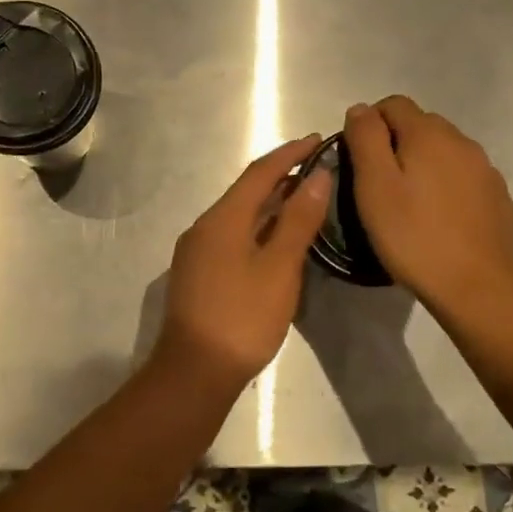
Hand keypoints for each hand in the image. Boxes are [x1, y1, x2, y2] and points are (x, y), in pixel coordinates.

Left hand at [149, 135, 333, 394]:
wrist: (194, 372)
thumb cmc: (242, 318)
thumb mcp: (279, 268)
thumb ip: (298, 220)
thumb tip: (318, 175)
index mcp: (222, 219)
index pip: (260, 172)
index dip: (290, 153)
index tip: (317, 139)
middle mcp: (204, 227)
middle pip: (247, 192)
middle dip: (282, 177)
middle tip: (319, 170)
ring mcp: (197, 252)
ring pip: (239, 216)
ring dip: (270, 204)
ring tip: (305, 201)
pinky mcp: (198, 274)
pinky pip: (232, 236)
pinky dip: (258, 228)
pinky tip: (277, 241)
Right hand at [345, 97, 512, 314]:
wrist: (475, 285)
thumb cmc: (413, 235)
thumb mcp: (374, 186)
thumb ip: (365, 139)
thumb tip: (361, 109)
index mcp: (429, 134)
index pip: (393, 104)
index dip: (370, 123)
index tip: (358, 158)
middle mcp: (462, 141)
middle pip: (421, 125)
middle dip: (397, 143)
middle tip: (379, 184)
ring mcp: (485, 170)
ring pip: (445, 152)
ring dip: (424, 165)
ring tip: (409, 203)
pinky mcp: (498, 197)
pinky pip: (464, 177)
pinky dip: (447, 186)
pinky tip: (438, 218)